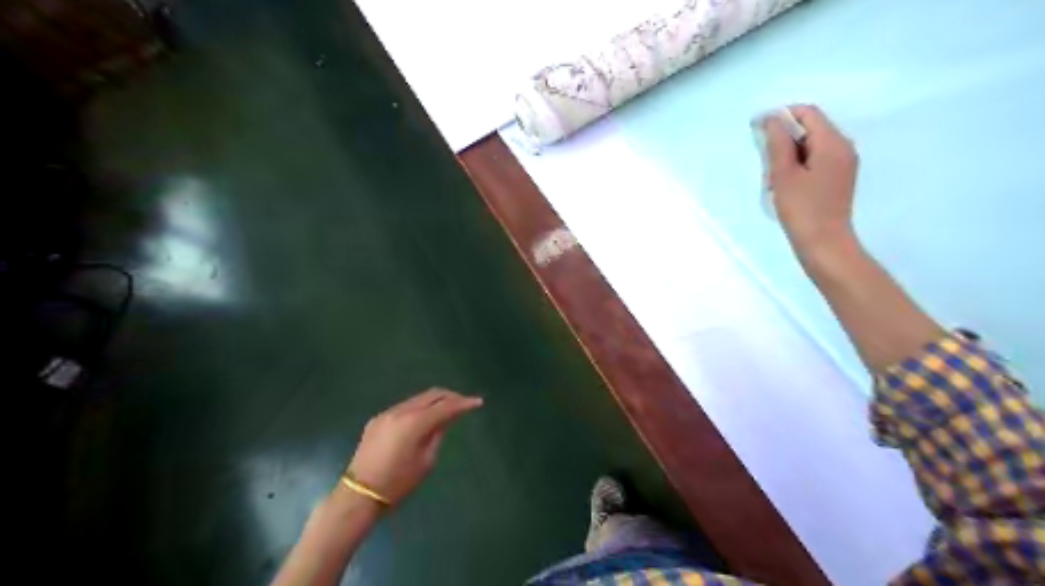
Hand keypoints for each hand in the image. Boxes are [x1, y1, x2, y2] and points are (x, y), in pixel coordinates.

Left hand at [348, 389, 483, 503]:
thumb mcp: (426, 461)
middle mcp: (401, 411)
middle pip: (431, 395)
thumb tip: (446, 418)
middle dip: (450, 396)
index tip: (478, 402)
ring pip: (417, 399)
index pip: (445, 406)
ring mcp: (387, 413)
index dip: (463, 403)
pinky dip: (419, 409)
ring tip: (447, 410)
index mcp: (415, 422)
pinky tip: (424, 419)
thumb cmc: (398, 483)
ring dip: (434, 401)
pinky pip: (404, 407)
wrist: (359, 494)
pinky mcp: (377, 420)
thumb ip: (438, 434)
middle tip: (464, 403)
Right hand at [766, 102, 861, 257]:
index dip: (781, 116)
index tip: (757, 129)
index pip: (808, 113)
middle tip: (763, 158)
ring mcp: (843, 163)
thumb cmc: (802, 209)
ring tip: (772, 176)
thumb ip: (778, 143)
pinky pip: (816, 159)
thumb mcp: (783, 175)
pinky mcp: (838, 177)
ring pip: (812, 144)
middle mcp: (843, 147)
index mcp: (833, 143)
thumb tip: (772, 119)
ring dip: (789, 152)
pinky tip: (784, 183)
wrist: (824, 244)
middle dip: (784, 136)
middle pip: (811, 127)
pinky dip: (798, 163)